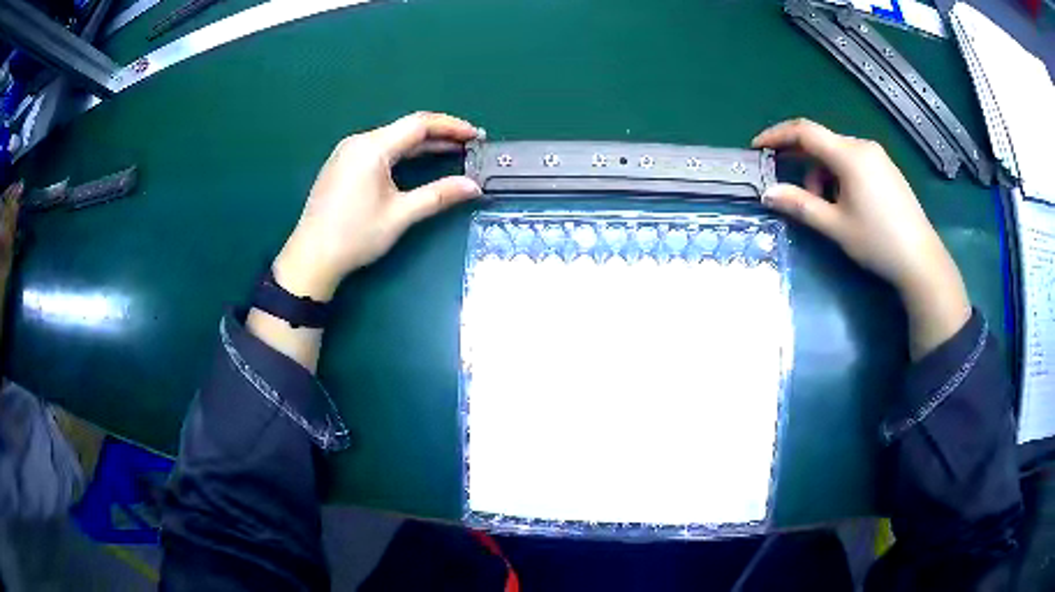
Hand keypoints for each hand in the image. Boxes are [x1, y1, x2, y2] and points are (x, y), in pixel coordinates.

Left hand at [274, 112, 483, 300]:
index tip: (476, 135)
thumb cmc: (355, 236)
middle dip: (440, 134)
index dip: (451, 126)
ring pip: (392, 138)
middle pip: (405, 128)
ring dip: (422, 144)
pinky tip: (417, 162)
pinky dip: (402, 152)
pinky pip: (378, 149)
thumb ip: (438, 195)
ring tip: (451, 151)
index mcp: (372, 148)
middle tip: (469, 145)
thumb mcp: (400, 215)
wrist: (311, 257)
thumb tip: (474, 187)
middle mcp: (358, 142)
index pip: (419, 124)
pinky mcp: (342, 164)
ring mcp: (347, 152)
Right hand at [752, 119, 969, 357]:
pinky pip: (854, 162)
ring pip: (838, 154)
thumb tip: (768, 193)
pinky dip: (840, 177)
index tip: (758, 148)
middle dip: (804, 166)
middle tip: (800, 197)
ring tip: (830, 210)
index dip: (777, 135)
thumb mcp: (835, 225)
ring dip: (823, 175)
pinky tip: (848, 204)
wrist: (921, 260)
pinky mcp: (887, 169)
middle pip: (822, 143)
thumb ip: (800, 204)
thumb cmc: (877, 241)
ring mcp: (878, 157)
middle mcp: (863, 146)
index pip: (805, 131)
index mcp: (849, 155)